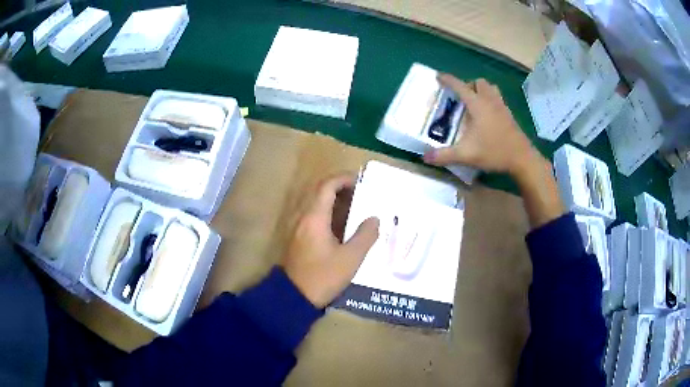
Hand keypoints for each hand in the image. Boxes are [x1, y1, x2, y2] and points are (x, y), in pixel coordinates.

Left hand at [281, 173, 379, 307]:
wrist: (294, 296)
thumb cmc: (323, 277)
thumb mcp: (350, 259)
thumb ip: (365, 236)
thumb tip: (374, 219)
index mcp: (315, 217)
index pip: (327, 186)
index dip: (343, 179)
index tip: (360, 181)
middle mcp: (302, 217)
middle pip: (318, 191)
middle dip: (339, 187)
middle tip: (359, 193)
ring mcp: (297, 227)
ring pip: (314, 203)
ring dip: (332, 199)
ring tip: (353, 206)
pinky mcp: (296, 237)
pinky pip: (311, 214)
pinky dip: (326, 211)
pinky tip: (339, 224)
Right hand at [423, 74, 543, 178]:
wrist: (522, 159)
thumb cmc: (494, 151)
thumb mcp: (466, 155)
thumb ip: (444, 155)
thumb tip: (425, 157)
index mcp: (478, 105)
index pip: (460, 86)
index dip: (448, 80)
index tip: (438, 76)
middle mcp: (490, 101)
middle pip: (479, 82)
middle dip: (468, 85)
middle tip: (461, 99)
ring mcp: (502, 107)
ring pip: (491, 88)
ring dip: (481, 90)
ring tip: (474, 104)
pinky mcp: (509, 115)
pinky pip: (498, 99)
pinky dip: (490, 100)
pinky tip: (487, 116)